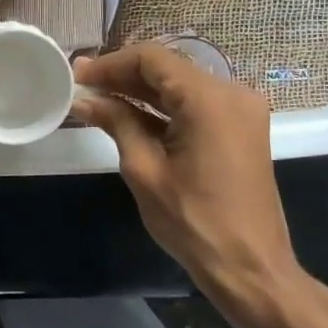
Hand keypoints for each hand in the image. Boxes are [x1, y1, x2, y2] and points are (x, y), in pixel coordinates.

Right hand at [73, 44, 298, 299]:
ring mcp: (241, 110)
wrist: (250, 268)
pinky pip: (195, 103)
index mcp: (209, 99)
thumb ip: (116, 122)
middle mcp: (232, 93)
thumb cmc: (194, 221)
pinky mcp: (241, 128)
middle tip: (81, 85)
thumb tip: (84, 99)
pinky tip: (129, 115)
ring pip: (180, 84)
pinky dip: (162, 106)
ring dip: (140, 90)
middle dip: (122, 75)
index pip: (151, 59)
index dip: (110, 64)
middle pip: (167, 68)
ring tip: (98, 98)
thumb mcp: (144, 169)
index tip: (77, 76)